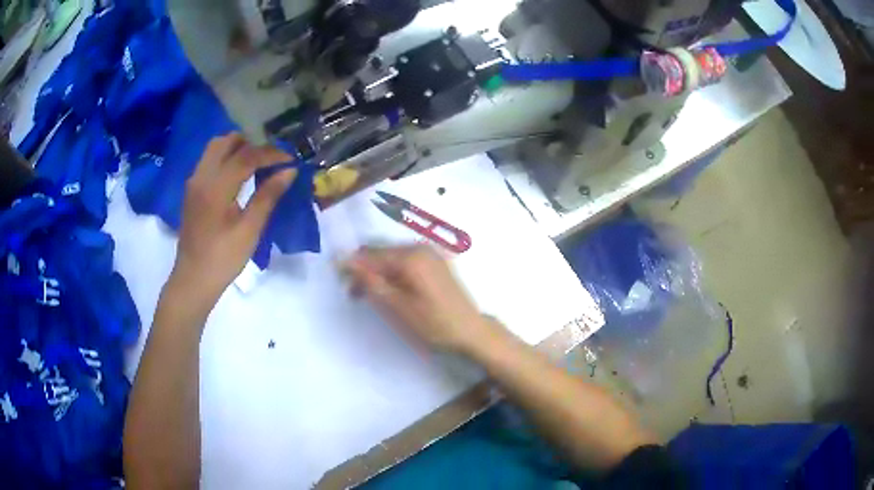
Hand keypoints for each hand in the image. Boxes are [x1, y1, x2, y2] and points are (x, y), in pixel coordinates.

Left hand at [170, 133, 296, 304]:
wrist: (193, 279)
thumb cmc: (223, 259)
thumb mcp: (250, 230)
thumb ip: (268, 196)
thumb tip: (289, 171)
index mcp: (216, 188)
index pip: (246, 156)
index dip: (271, 154)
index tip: (290, 160)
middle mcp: (201, 177)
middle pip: (226, 141)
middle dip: (251, 144)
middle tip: (270, 160)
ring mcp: (194, 182)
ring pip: (215, 148)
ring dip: (237, 149)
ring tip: (256, 165)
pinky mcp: (192, 190)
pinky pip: (209, 160)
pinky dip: (226, 158)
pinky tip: (239, 176)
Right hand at [345, 246, 502, 353]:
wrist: (470, 330)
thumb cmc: (433, 323)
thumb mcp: (397, 307)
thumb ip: (370, 282)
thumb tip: (344, 261)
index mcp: (410, 257)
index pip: (369, 255)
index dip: (352, 267)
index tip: (342, 285)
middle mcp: (419, 247)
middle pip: (380, 251)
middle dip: (364, 270)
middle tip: (356, 295)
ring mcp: (429, 253)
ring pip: (391, 256)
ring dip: (377, 272)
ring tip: (372, 296)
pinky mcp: (434, 261)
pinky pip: (405, 260)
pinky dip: (393, 272)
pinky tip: (391, 290)